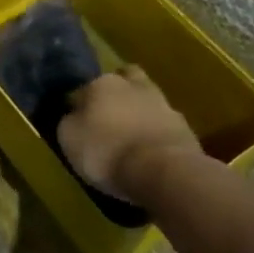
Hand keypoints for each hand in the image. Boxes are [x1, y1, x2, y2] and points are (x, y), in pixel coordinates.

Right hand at [58, 65, 202, 201]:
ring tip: (131, 137)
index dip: (79, 105)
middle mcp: (134, 86)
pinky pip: (163, 124)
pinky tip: (150, 151)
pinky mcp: (185, 128)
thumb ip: (69, 122)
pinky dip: (156, 133)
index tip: (77, 122)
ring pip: (147, 100)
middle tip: (108, 117)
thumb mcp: (69, 139)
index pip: (84, 88)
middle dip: (116, 94)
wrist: (163, 171)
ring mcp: (163, 104)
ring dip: (139, 113)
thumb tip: (73, 115)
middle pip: (123, 81)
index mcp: (102, 83)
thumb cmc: (106, 151)